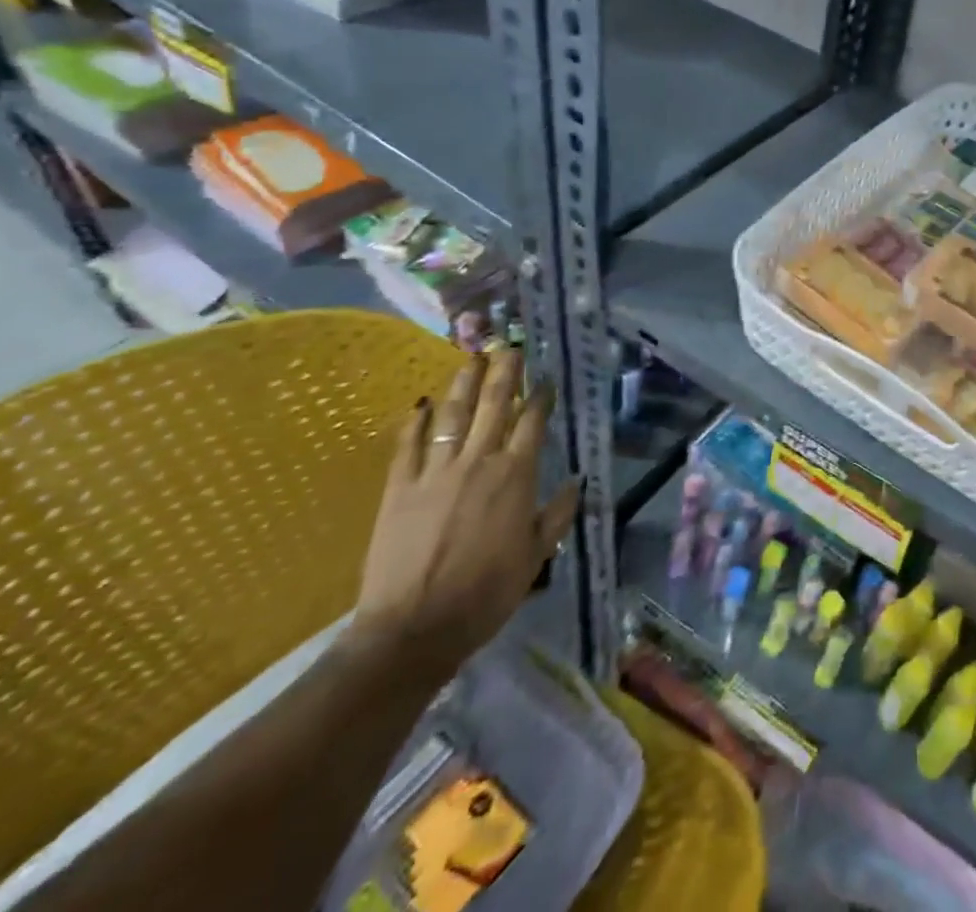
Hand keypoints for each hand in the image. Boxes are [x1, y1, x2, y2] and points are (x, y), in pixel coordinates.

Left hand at [347, 348, 579, 679]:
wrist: (413, 629)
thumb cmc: (486, 593)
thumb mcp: (536, 556)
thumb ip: (557, 515)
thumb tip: (577, 481)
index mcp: (516, 475)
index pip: (532, 422)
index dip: (540, 397)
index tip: (545, 380)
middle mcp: (478, 462)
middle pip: (493, 405)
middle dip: (504, 373)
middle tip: (509, 345)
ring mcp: (435, 472)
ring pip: (452, 416)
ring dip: (463, 384)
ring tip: (471, 358)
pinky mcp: (398, 488)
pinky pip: (407, 446)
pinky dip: (414, 422)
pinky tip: (419, 404)